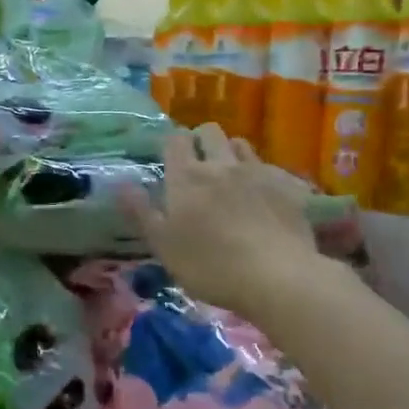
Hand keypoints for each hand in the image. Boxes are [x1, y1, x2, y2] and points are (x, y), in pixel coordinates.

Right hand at [122, 124, 318, 316]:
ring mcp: (257, 172)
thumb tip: (122, 184)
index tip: (170, 160)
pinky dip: (260, 174)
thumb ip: (141, 212)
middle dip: (201, 141)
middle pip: (210, 132)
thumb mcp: (163, 246)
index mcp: (187, 177)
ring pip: (241, 144)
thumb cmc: (210, 266)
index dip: (172, 144)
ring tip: (230, 177)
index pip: (175, 139)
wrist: (276, 276)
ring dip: (231, 153)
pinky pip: (269, 166)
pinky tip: (262, 195)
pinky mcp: (286, 186)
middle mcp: (221, 165)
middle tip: (198, 166)